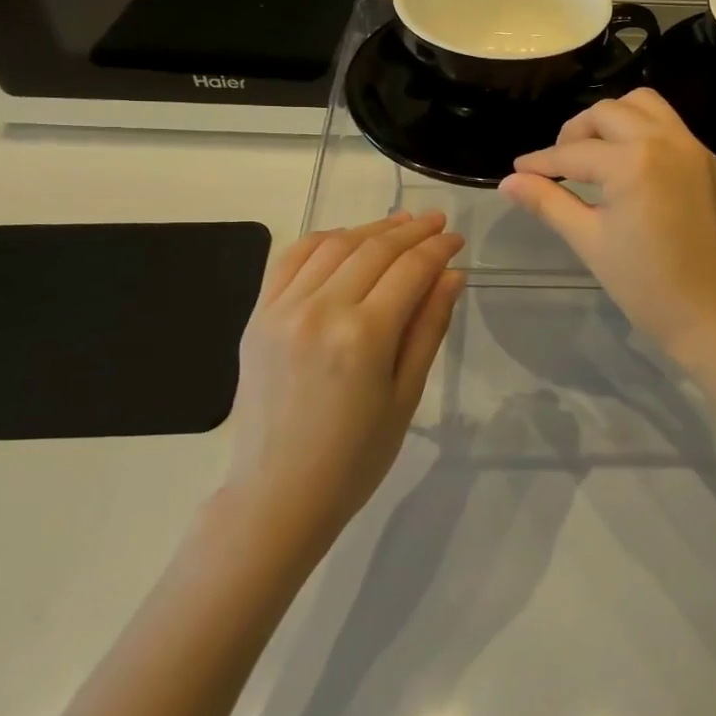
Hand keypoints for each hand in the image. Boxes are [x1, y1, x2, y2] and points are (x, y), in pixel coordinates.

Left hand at [224, 211, 464, 553]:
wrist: (278, 494)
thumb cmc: (355, 457)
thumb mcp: (406, 395)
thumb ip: (429, 327)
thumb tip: (453, 274)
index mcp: (363, 337)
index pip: (410, 270)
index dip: (438, 248)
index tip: (457, 238)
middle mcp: (321, 310)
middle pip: (374, 249)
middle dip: (411, 230)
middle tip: (437, 222)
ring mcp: (283, 309)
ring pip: (334, 245)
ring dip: (371, 228)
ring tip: (398, 224)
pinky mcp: (258, 315)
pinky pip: (291, 258)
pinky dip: (322, 239)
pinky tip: (345, 238)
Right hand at [498, 88, 715, 364]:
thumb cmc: (647, 286)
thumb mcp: (590, 241)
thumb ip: (548, 203)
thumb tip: (508, 182)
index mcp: (633, 160)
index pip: (574, 153)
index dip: (541, 163)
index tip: (519, 171)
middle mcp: (666, 140)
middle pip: (608, 112)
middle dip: (576, 132)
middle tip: (559, 164)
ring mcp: (696, 149)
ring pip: (646, 106)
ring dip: (614, 120)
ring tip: (597, 155)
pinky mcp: (713, 164)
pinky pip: (673, 128)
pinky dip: (645, 134)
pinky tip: (634, 170)